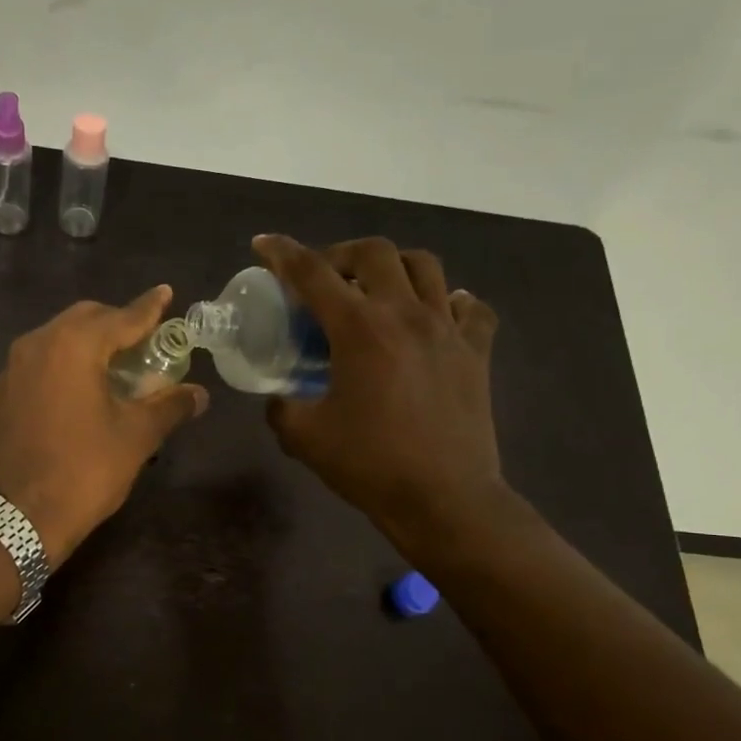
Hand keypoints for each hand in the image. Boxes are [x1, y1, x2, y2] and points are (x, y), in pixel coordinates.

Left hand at [0, 287, 208, 565]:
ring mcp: (8, 372)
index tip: (166, 293)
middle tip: (141, 343)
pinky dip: (57, 372)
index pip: (122, 317)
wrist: (17, 518)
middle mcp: (35, 345)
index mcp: (74, 346)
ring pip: (53, 342)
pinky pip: (32, 371)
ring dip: (84, 347)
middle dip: (114, 325)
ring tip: (108, 371)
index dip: (149, 307)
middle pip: (83, 320)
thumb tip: (200, 394)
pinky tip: (70, 400)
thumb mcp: (136, 437)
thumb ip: (169, 406)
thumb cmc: (85, 471)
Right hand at [252, 234, 506, 549]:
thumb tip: (280, 397)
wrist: (444, 498)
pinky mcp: (476, 352)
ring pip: (425, 266)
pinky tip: (435, 317)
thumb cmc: (370, 465)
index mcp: (359, 329)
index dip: (282, 253)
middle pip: (375, 252)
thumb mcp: (305, 437)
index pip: (312, 273)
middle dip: (341, 254)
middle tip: (325, 279)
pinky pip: (469, 308)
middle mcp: (405, 314)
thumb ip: (282, 407)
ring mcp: (447, 329)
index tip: (264, 243)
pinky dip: (448, 302)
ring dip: (393, 267)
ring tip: (377, 291)